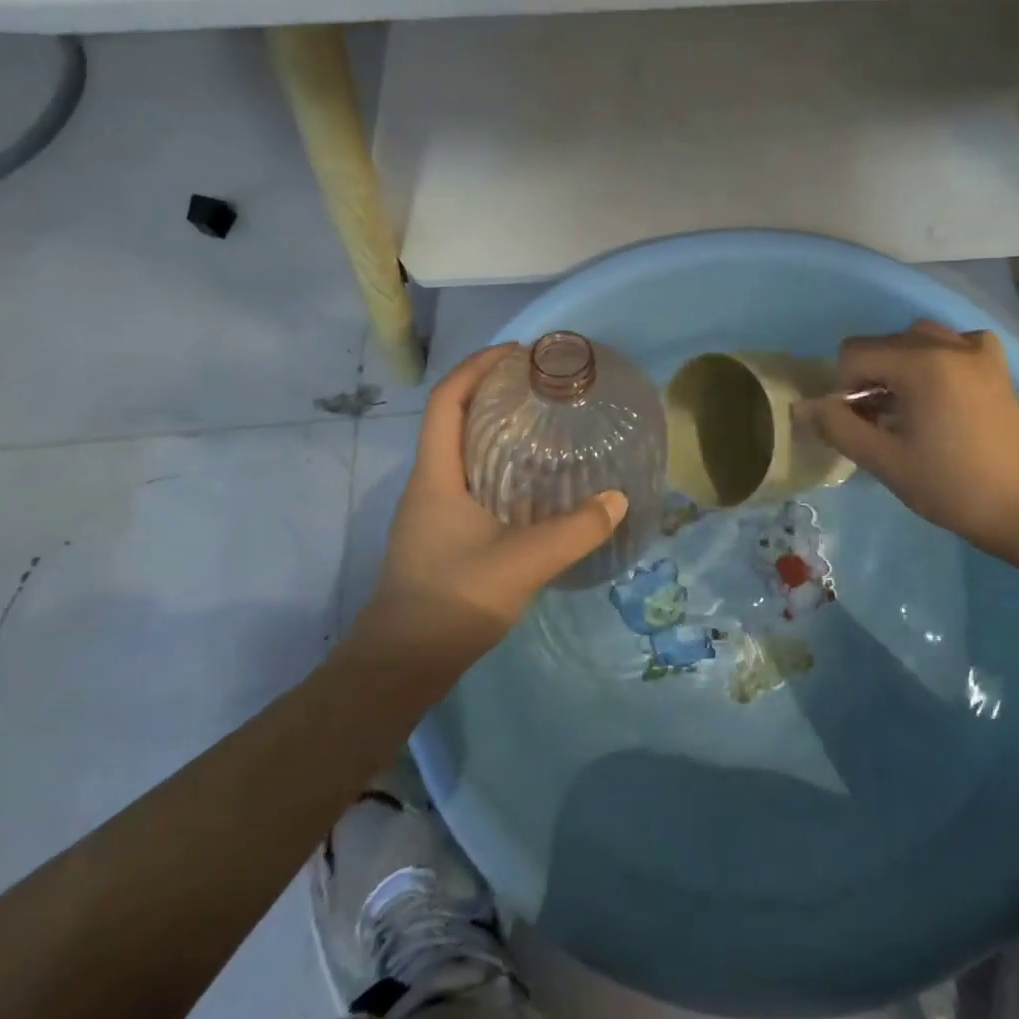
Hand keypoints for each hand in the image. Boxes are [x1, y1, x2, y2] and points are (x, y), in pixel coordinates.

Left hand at [354, 344, 628, 674]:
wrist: (401, 665)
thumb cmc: (452, 601)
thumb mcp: (523, 562)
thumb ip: (575, 531)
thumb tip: (617, 499)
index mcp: (436, 475)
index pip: (447, 400)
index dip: (477, 367)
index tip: (516, 353)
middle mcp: (428, 483)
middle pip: (453, 419)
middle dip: (490, 392)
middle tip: (539, 386)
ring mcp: (431, 511)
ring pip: (461, 451)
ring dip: (494, 429)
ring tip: (542, 426)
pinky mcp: (440, 534)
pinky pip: (469, 480)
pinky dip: (497, 465)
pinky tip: (531, 484)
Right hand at [804, 321, 1018, 549]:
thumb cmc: (951, 487)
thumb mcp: (884, 461)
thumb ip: (838, 427)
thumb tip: (801, 406)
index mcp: (921, 364)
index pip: (854, 354)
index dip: (844, 389)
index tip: (860, 424)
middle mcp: (949, 344)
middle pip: (883, 344)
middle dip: (870, 377)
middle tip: (880, 422)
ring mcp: (977, 351)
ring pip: (916, 338)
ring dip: (899, 366)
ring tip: (907, 407)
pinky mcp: (996, 364)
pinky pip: (953, 343)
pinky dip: (937, 358)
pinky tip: (941, 389)